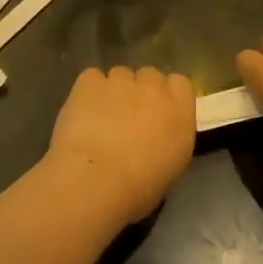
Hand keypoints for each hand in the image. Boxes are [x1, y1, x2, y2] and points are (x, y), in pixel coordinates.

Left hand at [43, 66, 196, 227]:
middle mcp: (153, 88)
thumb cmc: (138, 189)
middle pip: (150, 75)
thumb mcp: (170, 168)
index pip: (180, 84)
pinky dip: (89, 90)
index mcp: (179, 112)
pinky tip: (82, 110)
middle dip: (141, 91)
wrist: (96, 180)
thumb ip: (168, 140)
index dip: (168, 95)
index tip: (158, 113)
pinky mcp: (90, 82)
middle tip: (128, 117)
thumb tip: (157, 135)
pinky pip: (92, 77)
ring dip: (114, 90)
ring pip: (120, 74)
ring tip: (101, 117)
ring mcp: (120, 81)